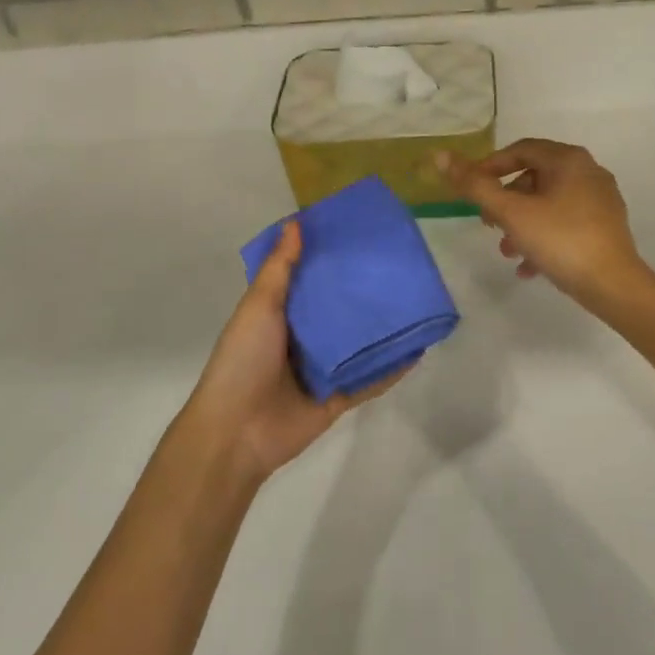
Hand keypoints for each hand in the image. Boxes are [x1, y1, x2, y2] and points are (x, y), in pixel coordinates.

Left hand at [182, 222, 405, 483]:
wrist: (237, 432)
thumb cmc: (243, 360)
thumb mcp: (259, 307)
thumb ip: (280, 269)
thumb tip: (296, 222)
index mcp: (280, 313)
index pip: (310, 279)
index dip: (330, 258)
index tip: (359, 235)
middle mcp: (302, 337)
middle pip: (338, 310)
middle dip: (361, 291)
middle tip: (395, 265)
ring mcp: (322, 368)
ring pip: (358, 343)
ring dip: (381, 328)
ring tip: (414, 301)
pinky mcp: (337, 397)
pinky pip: (369, 380)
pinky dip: (391, 368)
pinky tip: (417, 349)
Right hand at [437, 140, 645, 307]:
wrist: (614, 285)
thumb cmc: (560, 240)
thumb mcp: (511, 213)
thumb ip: (475, 185)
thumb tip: (441, 156)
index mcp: (568, 160)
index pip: (520, 150)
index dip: (490, 167)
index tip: (471, 191)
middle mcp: (588, 172)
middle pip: (534, 177)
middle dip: (506, 201)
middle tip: (488, 225)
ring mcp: (600, 200)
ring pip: (548, 204)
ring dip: (522, 224)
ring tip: (507, 251)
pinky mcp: (605, 226)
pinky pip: (565, 223)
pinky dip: (543, 237)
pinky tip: (529, 267)